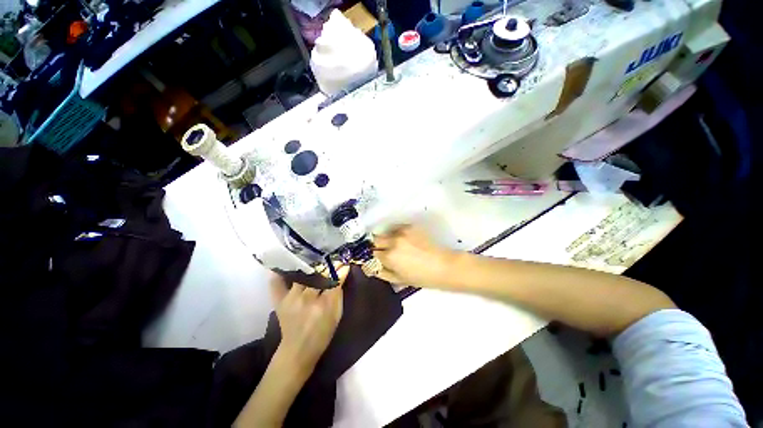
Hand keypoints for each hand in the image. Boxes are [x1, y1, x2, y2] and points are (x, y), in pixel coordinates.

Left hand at [269, 266, 348, 375]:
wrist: (298, 350)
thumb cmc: (322, 333)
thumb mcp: (337, 315)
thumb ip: (339, 292)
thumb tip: (343, 271)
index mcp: (324, 304)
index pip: (333, 279)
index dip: (339, 268)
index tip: (343, 261)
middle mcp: (306, 299)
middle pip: (318, 274)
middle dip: (326, 264)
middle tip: (331, 259)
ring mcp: (290, 299)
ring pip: (301, 274)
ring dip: (309, 265)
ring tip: (313, 259)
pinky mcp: (279, 301)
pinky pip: (276, 283)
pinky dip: (280, 274)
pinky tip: (286, 266)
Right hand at [372, 225, 455, 287]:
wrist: (443, 266)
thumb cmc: (422, 277)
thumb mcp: (399, 280)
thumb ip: (382, 273)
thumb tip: (371, 267)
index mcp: (389, 257)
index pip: (372, 252)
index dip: (374, 256)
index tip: (377, 258)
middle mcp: (393, 241)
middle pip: (375, 239)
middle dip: (377, 245)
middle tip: (385, 251)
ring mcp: (402, 232)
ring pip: (386, 232)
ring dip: (387, 239)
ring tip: (396, 245)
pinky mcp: (410, 227)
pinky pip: (397, 228)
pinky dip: (396, 233)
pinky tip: (404, 240)